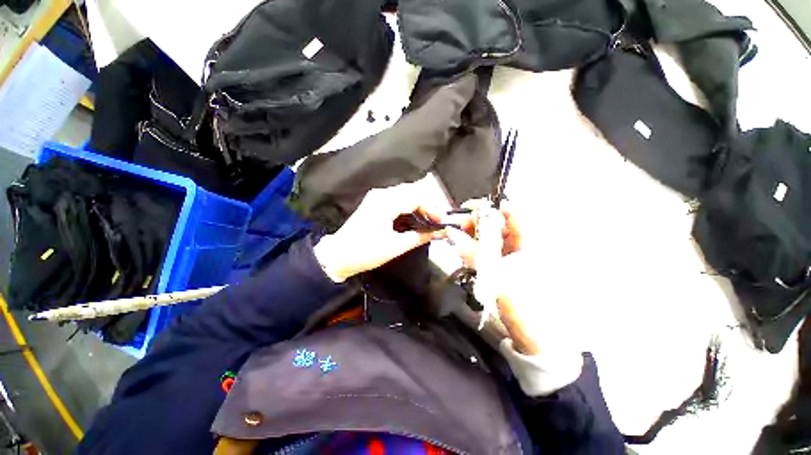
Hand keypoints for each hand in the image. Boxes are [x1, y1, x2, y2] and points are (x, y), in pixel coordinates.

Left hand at [313, 181, 446, 282]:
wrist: (338, 256)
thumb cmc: (365, 251)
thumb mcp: (396, 246)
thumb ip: (420, 236)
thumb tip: (440, 233)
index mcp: (387, 201)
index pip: (418, 197)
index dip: (434, 208)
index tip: (443, 222)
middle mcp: (382, 194)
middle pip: (413, 191)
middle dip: (429, 205)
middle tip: (440, 221)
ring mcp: (377, 197)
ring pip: (406, 194)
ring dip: (420, 205)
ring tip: (431, 221)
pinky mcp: (374, 204)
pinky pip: (398, 199)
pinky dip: (409, 207)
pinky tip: (416, 219)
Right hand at [446, 203, 542, 353]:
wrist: (532, 336)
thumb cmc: (520, 304)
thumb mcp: (496, 274)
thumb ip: (477, 249)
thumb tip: (458, 228)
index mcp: (531, 242)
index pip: (511, 213)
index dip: (490, 208)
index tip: (466, 210)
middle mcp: (527, 246)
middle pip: (502, 224)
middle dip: (479, 222)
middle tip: (457, 227)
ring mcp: (519, 260)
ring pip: (496, 239)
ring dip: (477, 237)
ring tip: (458, 239)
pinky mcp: (510, 272)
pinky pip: (494, 255)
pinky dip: (480, 252)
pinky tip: (466, 253)